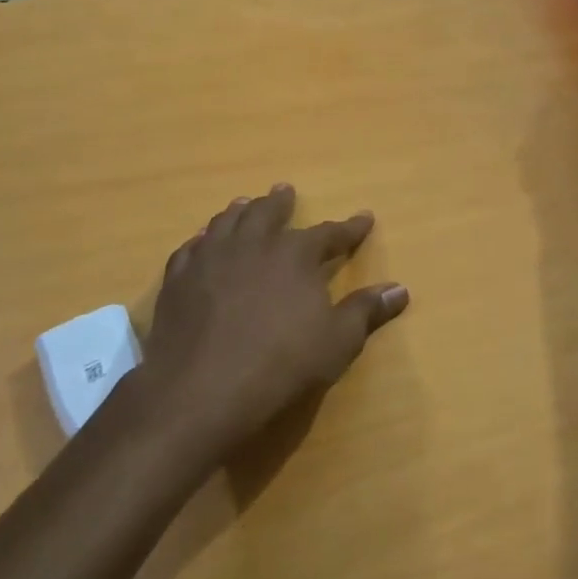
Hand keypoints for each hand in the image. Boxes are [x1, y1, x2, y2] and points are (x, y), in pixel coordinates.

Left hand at [145, 185, 408, 453]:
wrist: (203, 387)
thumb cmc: (281, 363)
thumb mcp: (337, 341)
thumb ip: (366, 311)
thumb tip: (400, 289)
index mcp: (295, 254)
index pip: (329, 233)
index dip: (349, 228)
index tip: (364, 219)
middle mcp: (253, 243)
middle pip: (268, 212)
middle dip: (281, 202)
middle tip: (284, 191)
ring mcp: (211, 257)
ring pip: (227, 222)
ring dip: (240, 212)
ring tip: (244, 204)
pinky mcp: (178, 278)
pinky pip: (191, 248)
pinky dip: (201, 241)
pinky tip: (201, 243)